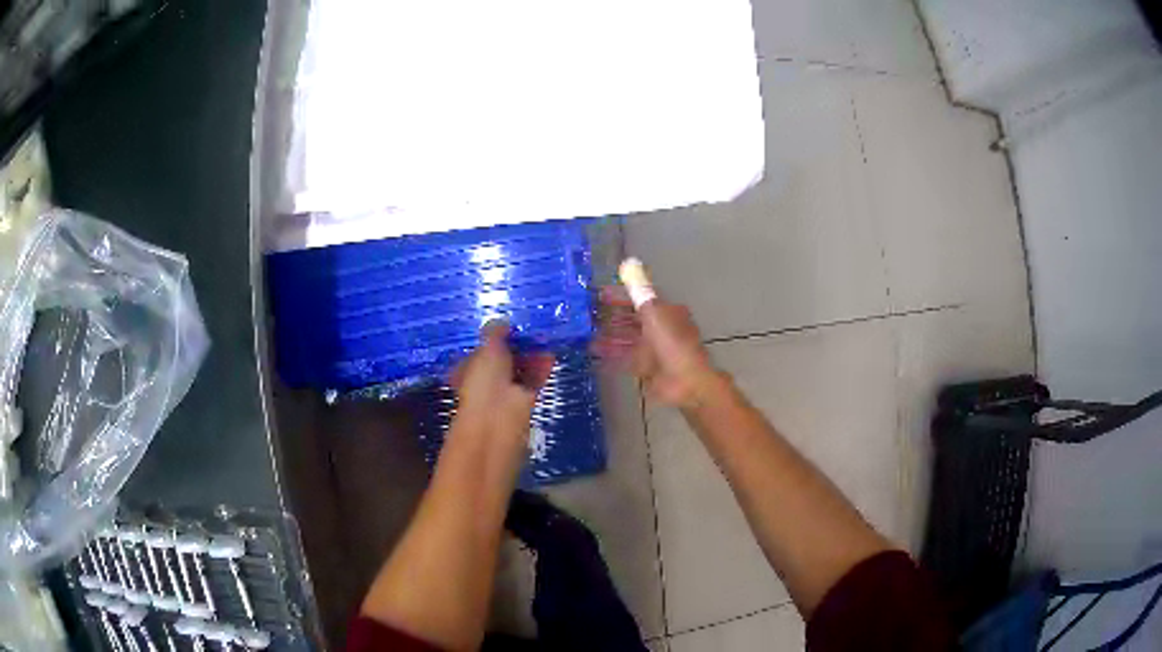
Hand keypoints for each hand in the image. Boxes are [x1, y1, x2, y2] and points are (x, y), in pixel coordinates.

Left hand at [450, 321, 554, 449]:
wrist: (498, 417)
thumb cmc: (484, 380)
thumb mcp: (487, 347)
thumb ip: (495, 331)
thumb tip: (503, 322)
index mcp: (468, 369)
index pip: (482, 350)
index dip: (495, 338)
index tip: (511, 326)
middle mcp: (486, 381)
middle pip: (504, 360)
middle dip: (517, 346)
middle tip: (532, 330)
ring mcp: (506, 391)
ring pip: (520, 369)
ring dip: (532, 355)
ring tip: (545, 338)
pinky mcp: (524, 400)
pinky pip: (534, 380)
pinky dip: (542, 367)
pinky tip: (551, 354)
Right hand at [594, 286, 719, 407]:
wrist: (685, 382)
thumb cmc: (671, 343)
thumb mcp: (654, 312)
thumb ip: (638, 290)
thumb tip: (628, 262)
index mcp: (665, 312)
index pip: (639, 300)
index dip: (619, 296)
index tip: (597, 295)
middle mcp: (660, 329)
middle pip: (631, 320)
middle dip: (610, 318)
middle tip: (585, 317)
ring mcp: (653, 350)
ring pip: (626, 340)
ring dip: (608, 337)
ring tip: (585, 336)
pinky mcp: (646, 369)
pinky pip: (625, 359)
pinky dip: (611, 357)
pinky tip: (593, 355)